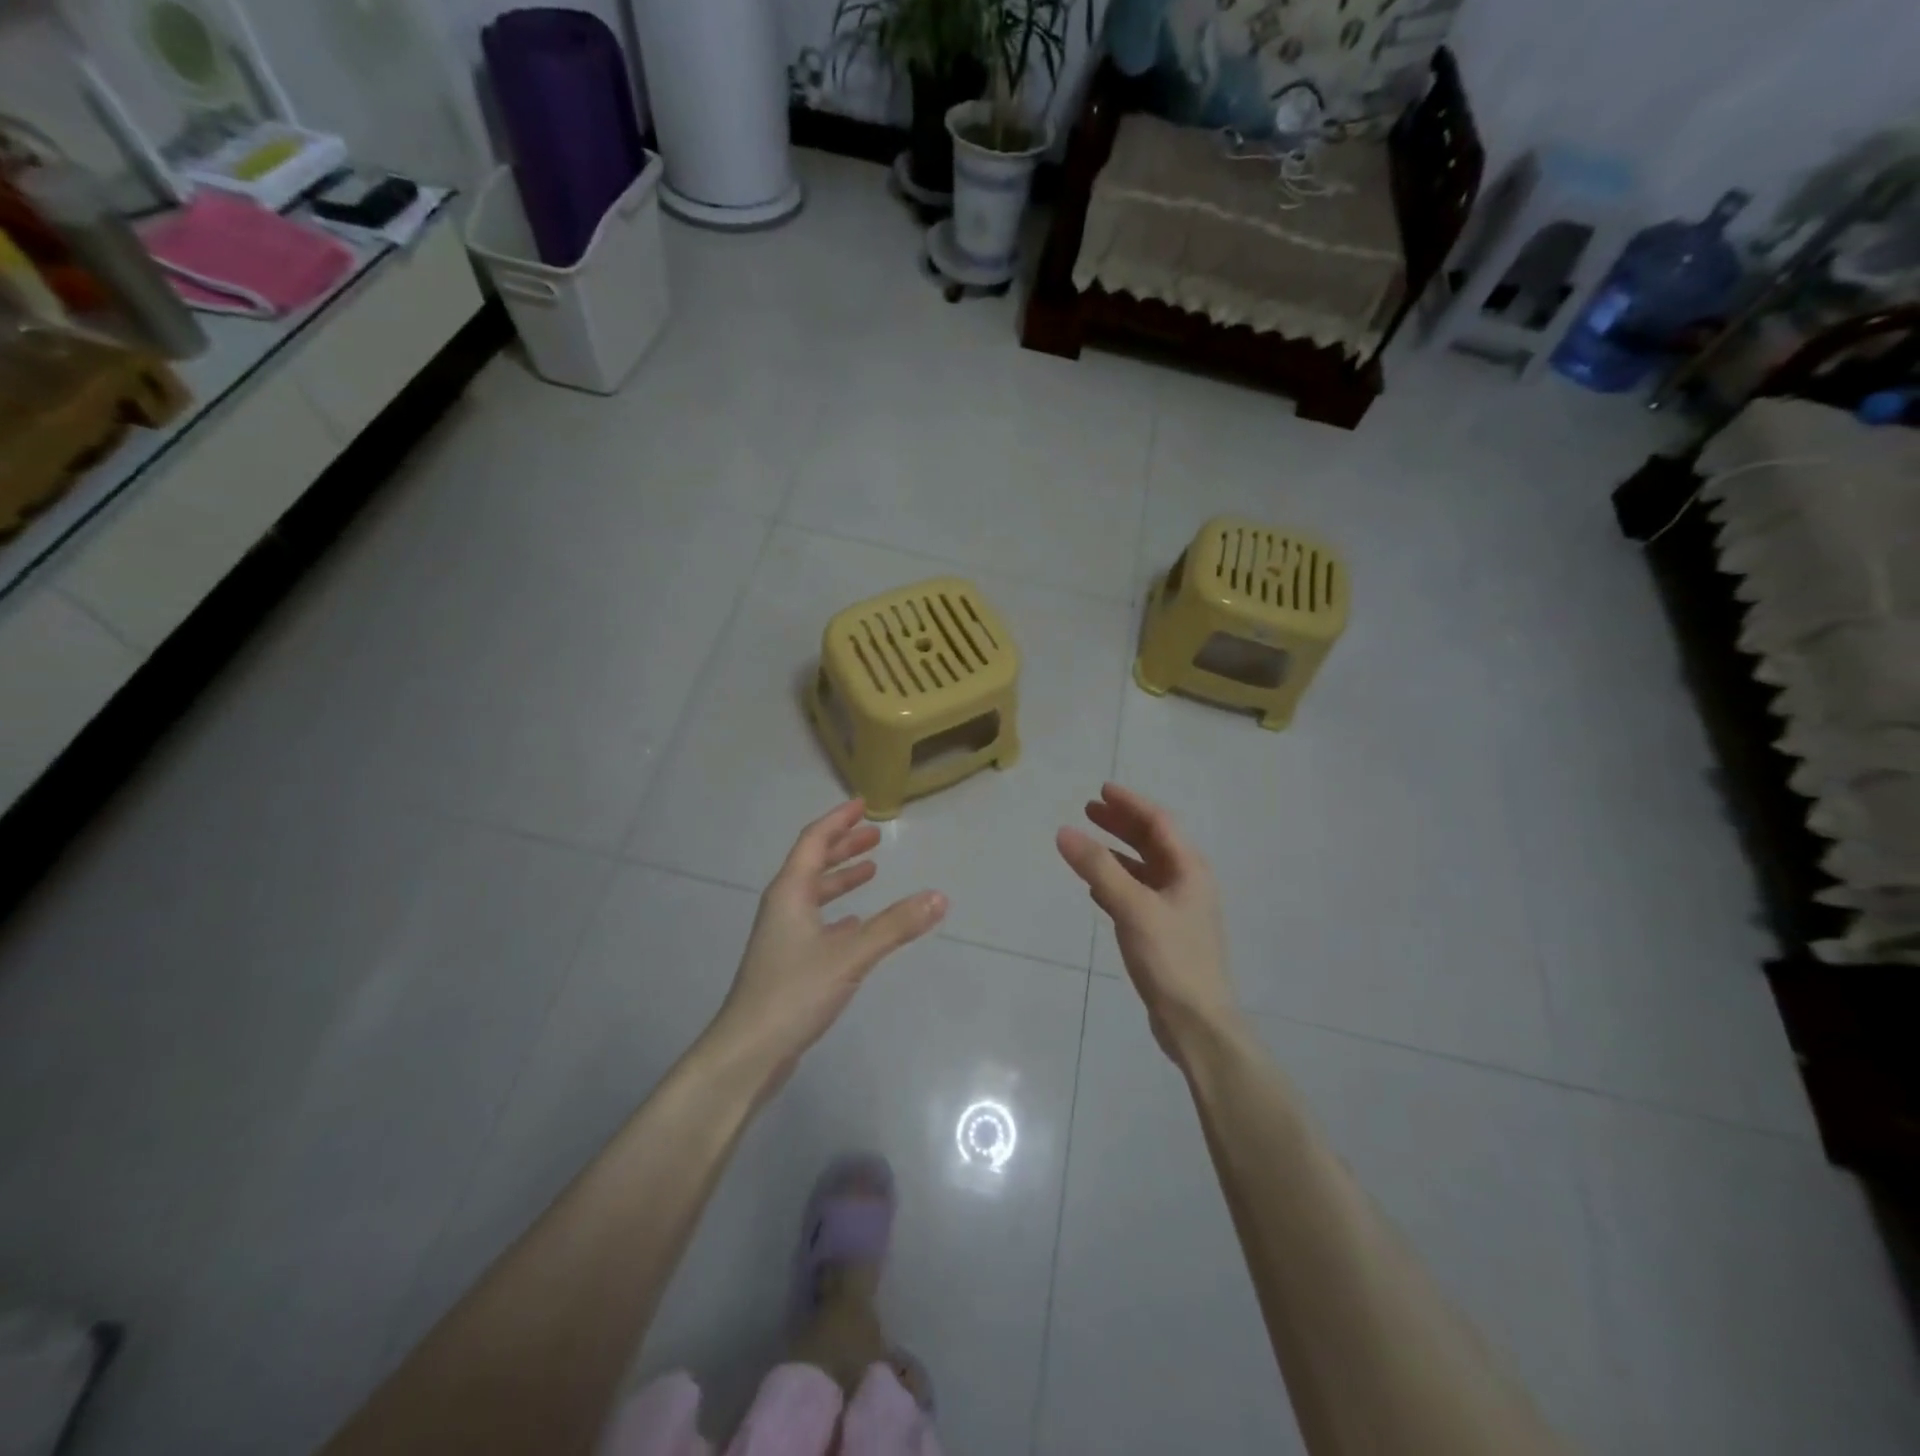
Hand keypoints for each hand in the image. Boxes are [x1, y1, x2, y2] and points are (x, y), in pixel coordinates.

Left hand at [708, 800, 945, 1094]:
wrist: (748, 1051)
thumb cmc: (794, 992)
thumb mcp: (851, 955)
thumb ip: (896, 926)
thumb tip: (939, 897)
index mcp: (790, 892)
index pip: (814, 841)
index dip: (838, 821)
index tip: (862, 805)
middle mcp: (783, 906)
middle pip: (812, 863)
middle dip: (843, 846)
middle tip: (875, 836)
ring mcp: (783, 935)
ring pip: (814, 894)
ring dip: (841, 878)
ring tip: (871, 871)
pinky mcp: (787, 962)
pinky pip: (816, 921)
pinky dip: (837, 912)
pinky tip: (854, 922)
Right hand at [1057, 783, 1236, 1065]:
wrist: (1196, 1022)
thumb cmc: (1170, 958)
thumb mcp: (1132, 907)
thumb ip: (1098, 868)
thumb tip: (1064, 832)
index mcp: (1189, 869)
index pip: (1158, 822)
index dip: (1130, 804)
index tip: (1101, 790)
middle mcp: (1187, 883)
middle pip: (1152, 842)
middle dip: (1121, 824)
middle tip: (1088, 810)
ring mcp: (1177, 909)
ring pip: (1144, 869)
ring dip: (1117, 852)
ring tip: (1087, 844)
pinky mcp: (1165, 933)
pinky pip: (1138, 894)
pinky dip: (1117, 882)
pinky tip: (1096, 888)